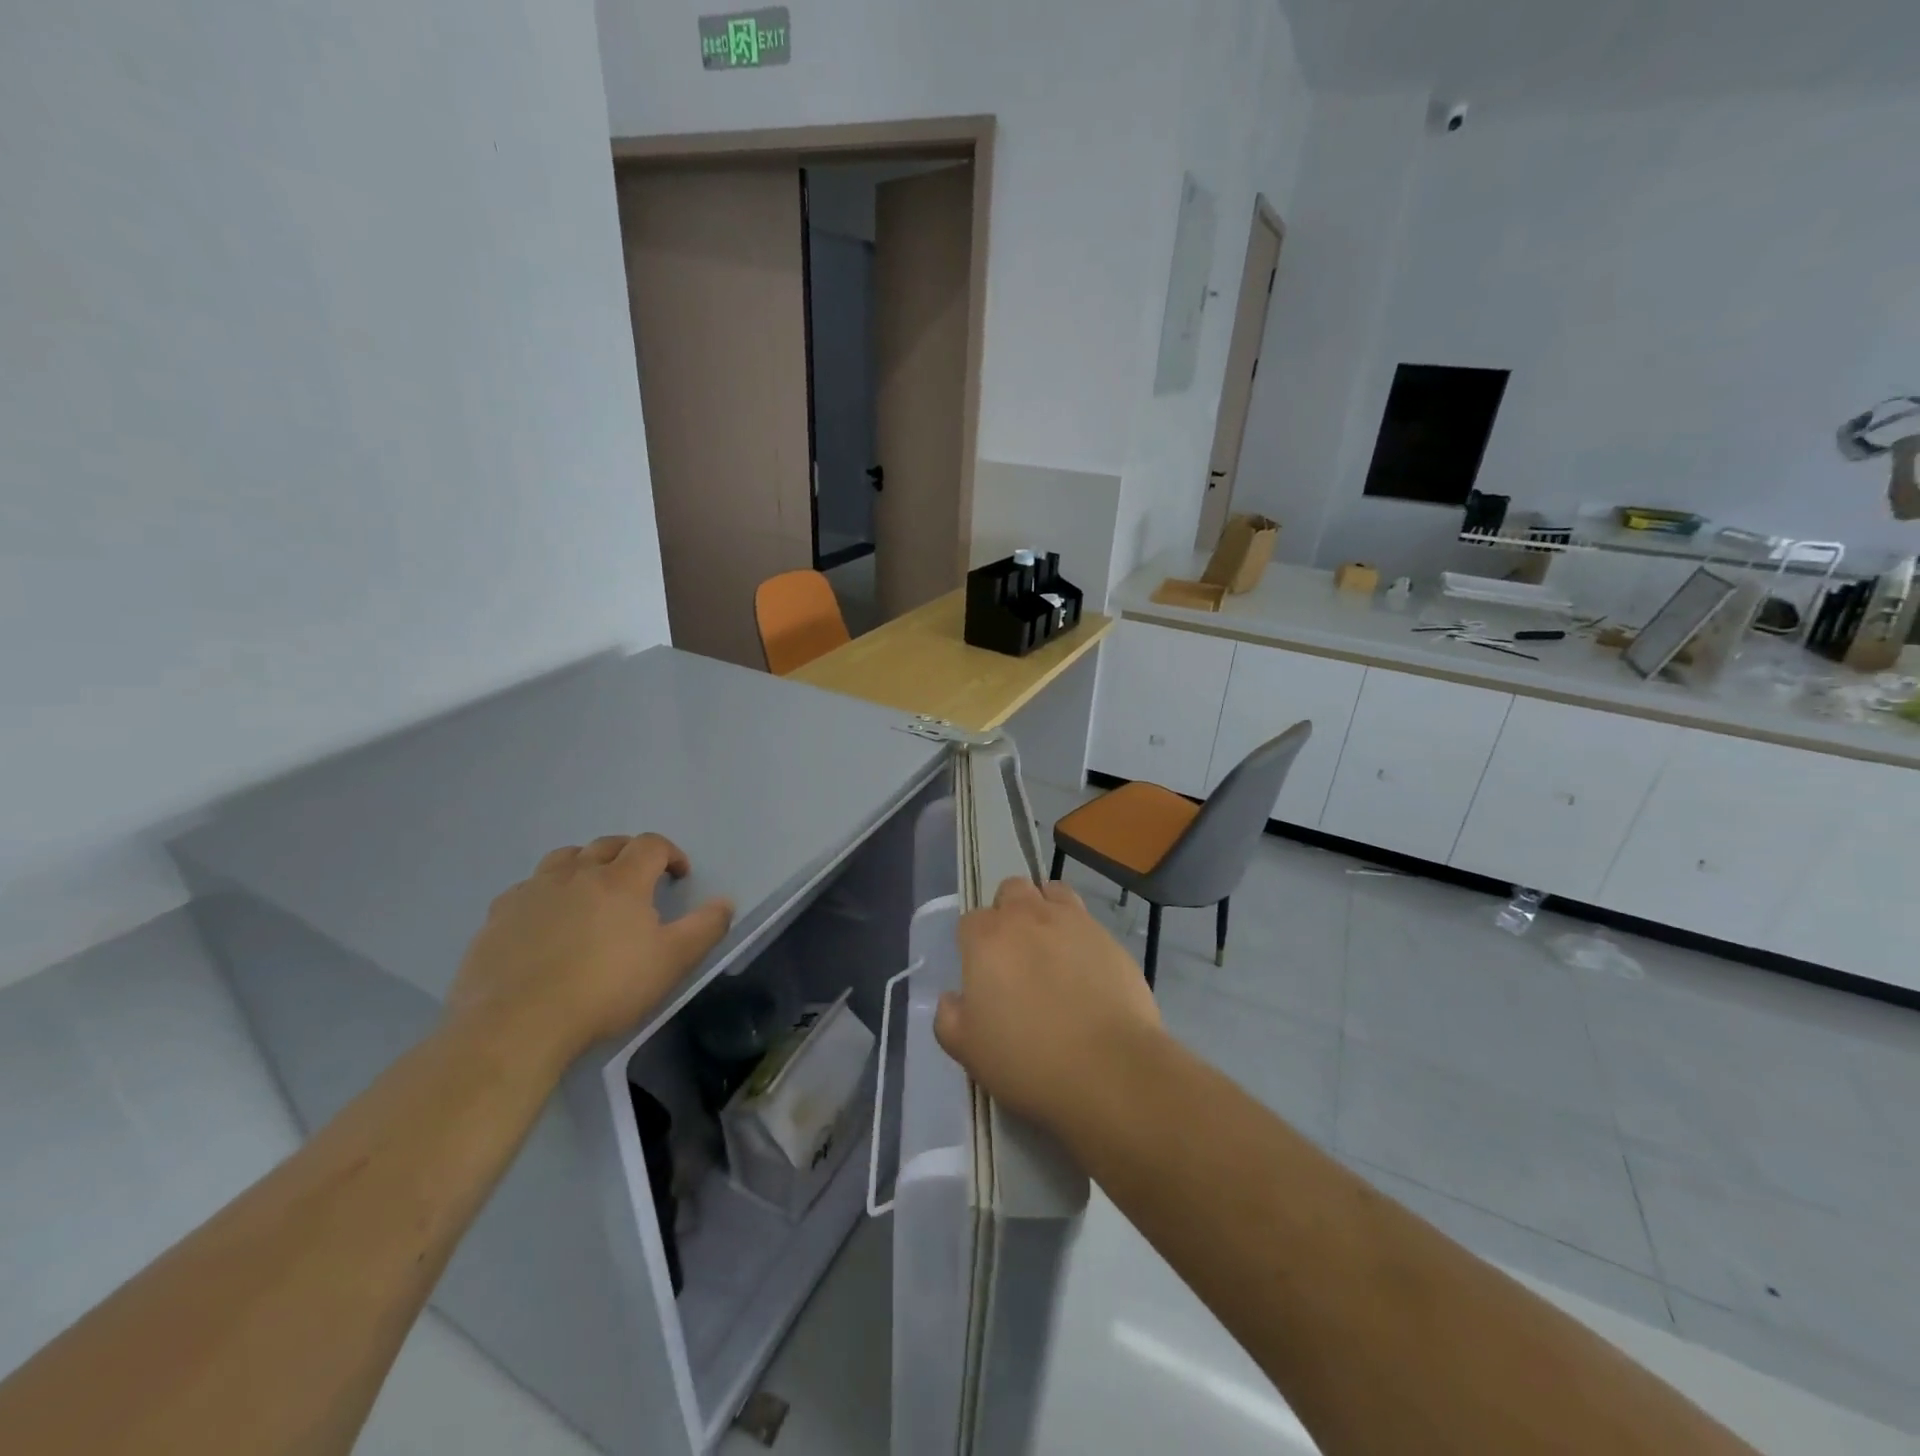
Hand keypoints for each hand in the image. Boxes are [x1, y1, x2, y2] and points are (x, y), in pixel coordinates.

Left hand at [447, 833, 732, 1068]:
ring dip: (585, 863)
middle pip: (607, 844)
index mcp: (621, 879)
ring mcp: (533, 891)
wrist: (518, 1024)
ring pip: (564, 858)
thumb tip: (725, 901)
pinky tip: (547, 918)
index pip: (651, 845)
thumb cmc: (606, 989)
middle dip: (630, 853)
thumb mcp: (672, 961)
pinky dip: (546, 891)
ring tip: (592, 889)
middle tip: (640, 878)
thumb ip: (705, 927)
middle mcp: (577, 873)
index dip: (670, 853)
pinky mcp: (499, 915)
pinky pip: (527, 888)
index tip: (679, 875)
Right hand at [935, 877, 1163, 1139]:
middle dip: (1008, 911)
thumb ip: (950, 1017)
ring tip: (1051, 948)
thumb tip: (953, 999)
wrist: (1108, 1069)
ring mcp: (1074, 922)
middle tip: (1015, 954)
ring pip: (1053, 893)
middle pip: (1012, 890)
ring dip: (1046, 909)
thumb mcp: (968, 1050)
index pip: (970, 921)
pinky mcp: (1110, 938)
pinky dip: (1080, 936)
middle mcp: (1028, 917)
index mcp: (987, 939)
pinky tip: (1086, 971)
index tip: (982, 974)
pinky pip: (1088, 922)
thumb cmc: (1027, 1061)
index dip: (973, 945)